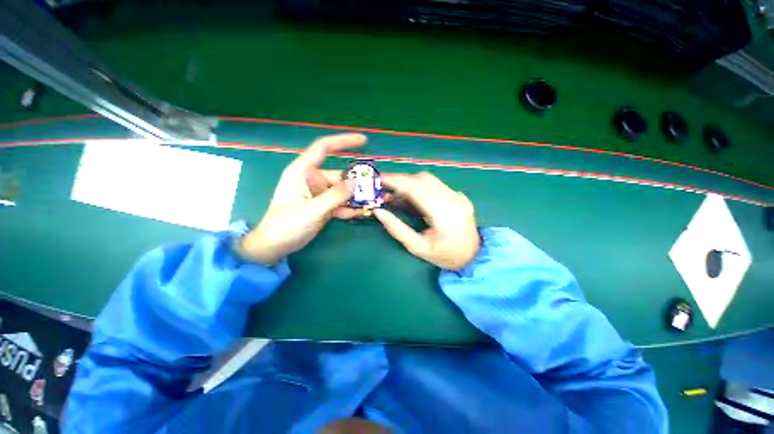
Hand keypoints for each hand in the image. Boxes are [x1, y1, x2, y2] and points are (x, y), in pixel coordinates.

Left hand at [239, 134, 364, 264]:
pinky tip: (362, 212)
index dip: (343, 141)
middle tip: (377, 186)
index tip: (364, 141)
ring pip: (342, 190)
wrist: (276, 245)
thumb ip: (335, 196)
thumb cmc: (286, 225)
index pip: (324, 148)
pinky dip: (350, 207)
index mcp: (303, 171)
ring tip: (374, 200)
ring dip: (356, 196)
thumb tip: (356, 183)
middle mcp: (312, 179)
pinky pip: (340, 203)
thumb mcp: (312, 210)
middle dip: (357, 181)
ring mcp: (319, 193)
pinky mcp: (323, 205)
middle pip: (339, 175)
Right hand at [373, 172, 479, 270]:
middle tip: (385, 187)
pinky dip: (420, 186)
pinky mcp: (459, 195)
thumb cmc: (444, 256)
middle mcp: (452, 200)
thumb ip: (397, 229)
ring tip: (397, 193)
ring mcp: (458, 196)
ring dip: (410, 182)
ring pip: (430, 179)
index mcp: (443, 214)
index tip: (380, 179)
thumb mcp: (417, 248)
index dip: (396, 181)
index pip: (416, 188)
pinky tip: (414, 196)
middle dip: (401, 179)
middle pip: (423, 179)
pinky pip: (436, 184)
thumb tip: (379, 212)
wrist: (473, 257)